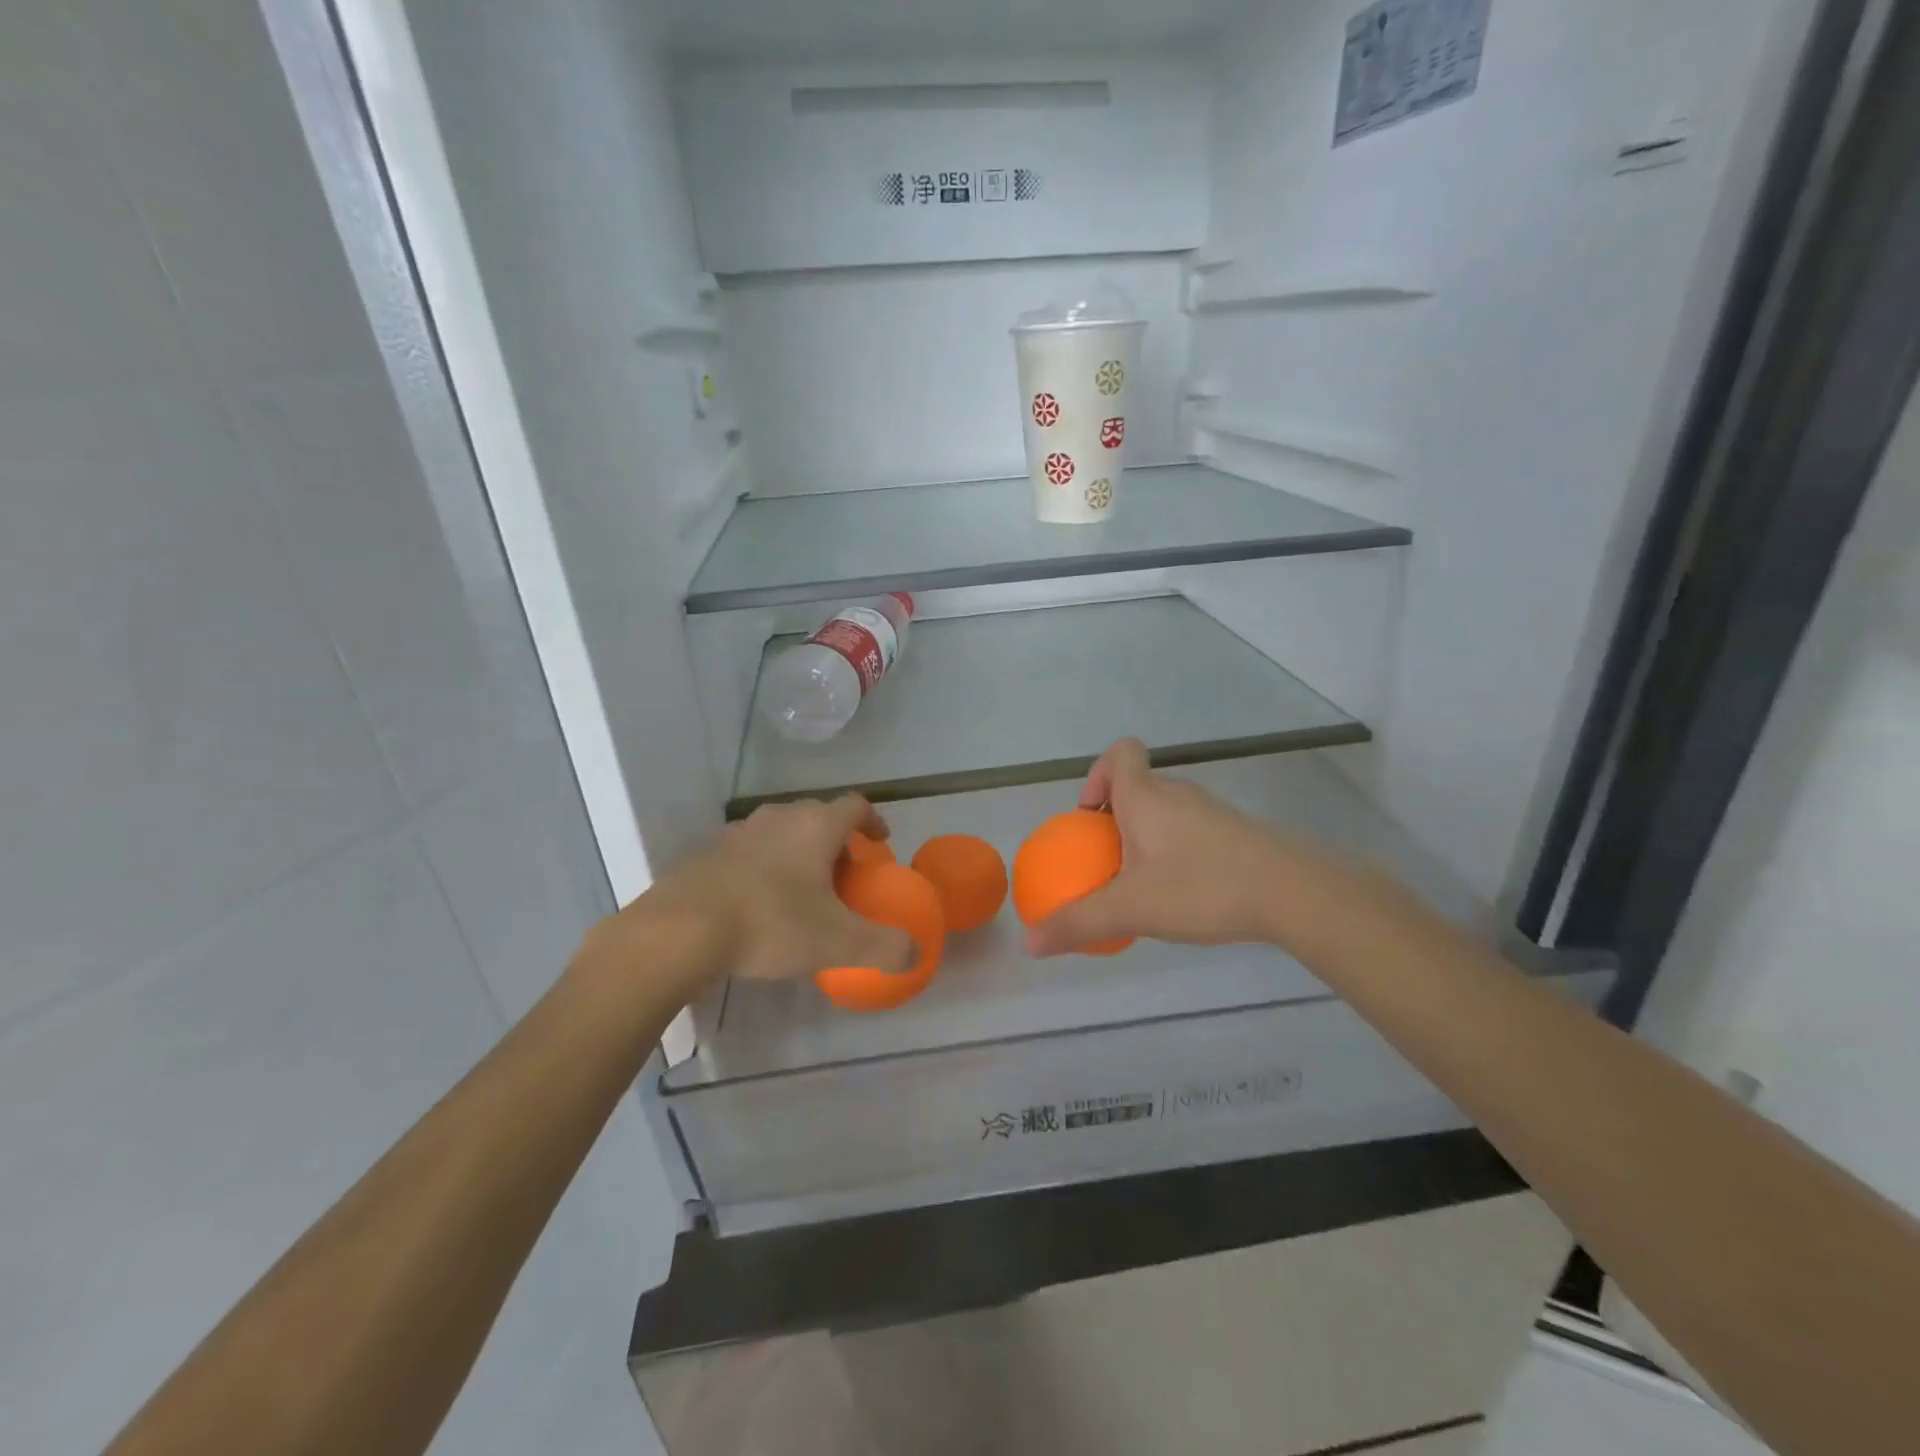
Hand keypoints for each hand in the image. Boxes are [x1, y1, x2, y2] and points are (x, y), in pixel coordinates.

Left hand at [590, 796, 915, 988]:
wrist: (680, 930)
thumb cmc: (770, 924)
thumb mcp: (836, 942)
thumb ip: (883, 948)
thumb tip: (916, 954)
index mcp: (815, 826)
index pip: (855, 806)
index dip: (873, 821)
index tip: (879, 843)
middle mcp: (779, 817)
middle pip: (817, 816)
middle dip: (835, 841)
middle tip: (843, 876)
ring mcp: (738, 831)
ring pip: (779, 832)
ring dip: (796, 852)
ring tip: (800, 890)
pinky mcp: (706, 851)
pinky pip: (746, 851)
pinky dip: (761, 867)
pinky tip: (755, 903)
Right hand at [1025, 739, 1303, 956]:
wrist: (1292, 892)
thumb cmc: (1200, 887)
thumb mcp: (1131, 909)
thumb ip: (1079, 923)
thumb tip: (1029, 942)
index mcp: (1145, 796)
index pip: (1121, 752)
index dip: (1098, 774)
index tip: (1090, 817)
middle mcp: (1178, 794)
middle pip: (1140, 786)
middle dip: (1117, 818)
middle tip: (1109, 862)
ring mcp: (1212, 812)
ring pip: (1168, 811)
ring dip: (1148, 837)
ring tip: (1143, 884)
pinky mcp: (1238, 834)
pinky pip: (1194, 832)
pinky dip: (1179, 852)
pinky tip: (1185, 895)